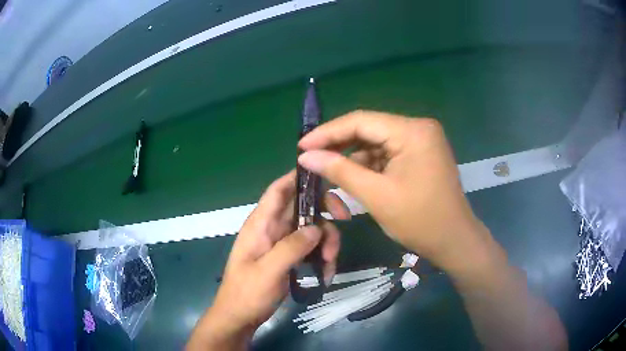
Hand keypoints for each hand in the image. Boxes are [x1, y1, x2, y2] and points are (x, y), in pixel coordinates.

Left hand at [187, 170, 349, 349]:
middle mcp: (273, 228)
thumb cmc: (247, 293)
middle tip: (345, 220)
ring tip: (330, 263)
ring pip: (312, 229)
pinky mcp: (289, 257)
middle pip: (303, 207)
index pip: (279, 190)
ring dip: (327, 241)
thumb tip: (317, 228)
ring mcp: (282, 243)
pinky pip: (312, 248)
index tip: (327, 176)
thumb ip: (291, 247)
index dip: (299, 177)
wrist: (240, 317)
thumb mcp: (268, 271)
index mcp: (261, 223)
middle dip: (325, 211)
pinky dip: (322, 257)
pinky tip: (326, 274)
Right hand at [297, 110, 497, 274]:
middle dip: (339, 144)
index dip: (328, 132)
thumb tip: (306, 156)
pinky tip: (352, 175)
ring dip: (353, 156)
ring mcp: (421, 140)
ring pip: (376, 141)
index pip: (361, 121)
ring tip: (326, 170)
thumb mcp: (376, 195)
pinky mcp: (420, 153)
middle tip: (310, 157)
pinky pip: (387, 152)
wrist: (454, 241)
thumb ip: (339, 170)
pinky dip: (369, 164)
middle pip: (369, 128)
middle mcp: (418, 128)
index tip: (301, 146)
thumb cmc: (420, 221)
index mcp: (412, 131)